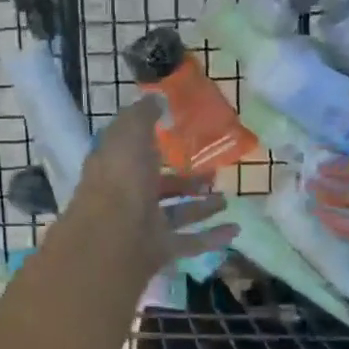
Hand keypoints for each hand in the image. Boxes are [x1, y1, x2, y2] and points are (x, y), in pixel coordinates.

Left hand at [66, 98, 236, 276]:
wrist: (114, 238)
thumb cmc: (121, 179)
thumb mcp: (130, 134)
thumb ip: (143, 116)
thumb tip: (155, 99)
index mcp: (116, 166)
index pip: (132, 151)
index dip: (150, 142)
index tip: (176, 134)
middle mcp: (128, 196)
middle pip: (159, 186)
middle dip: (184, 179)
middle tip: (211, 171)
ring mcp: (144, 225)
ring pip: (176, 214)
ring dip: (201, 207)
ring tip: (226, 199)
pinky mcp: (161, 250)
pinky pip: (190, 242)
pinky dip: (212, 237)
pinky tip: (235, 229)